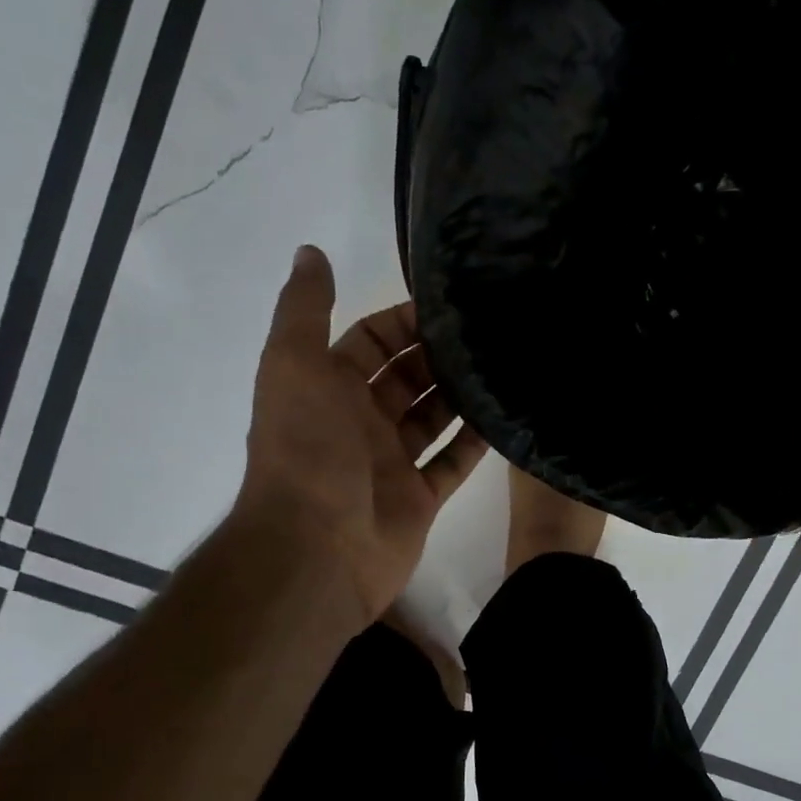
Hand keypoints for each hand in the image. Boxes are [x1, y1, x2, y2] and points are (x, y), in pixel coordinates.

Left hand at [229, 244, 488, 622]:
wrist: (317, 549)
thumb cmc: (307, 450)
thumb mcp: (294, 365)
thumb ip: (304, 309)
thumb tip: (310, 250)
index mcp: (327, 388)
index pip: (370, 342)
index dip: (403, 321)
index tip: (449, 303)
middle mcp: (359, 421)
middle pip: (407, 378)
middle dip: (439, 356)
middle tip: (489, 332)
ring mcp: (391, 462)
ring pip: (433, 418)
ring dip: (461, 395)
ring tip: (504, 365)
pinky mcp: (419, 498)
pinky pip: (452, 462)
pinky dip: (475, 443)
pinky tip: (505, 417)